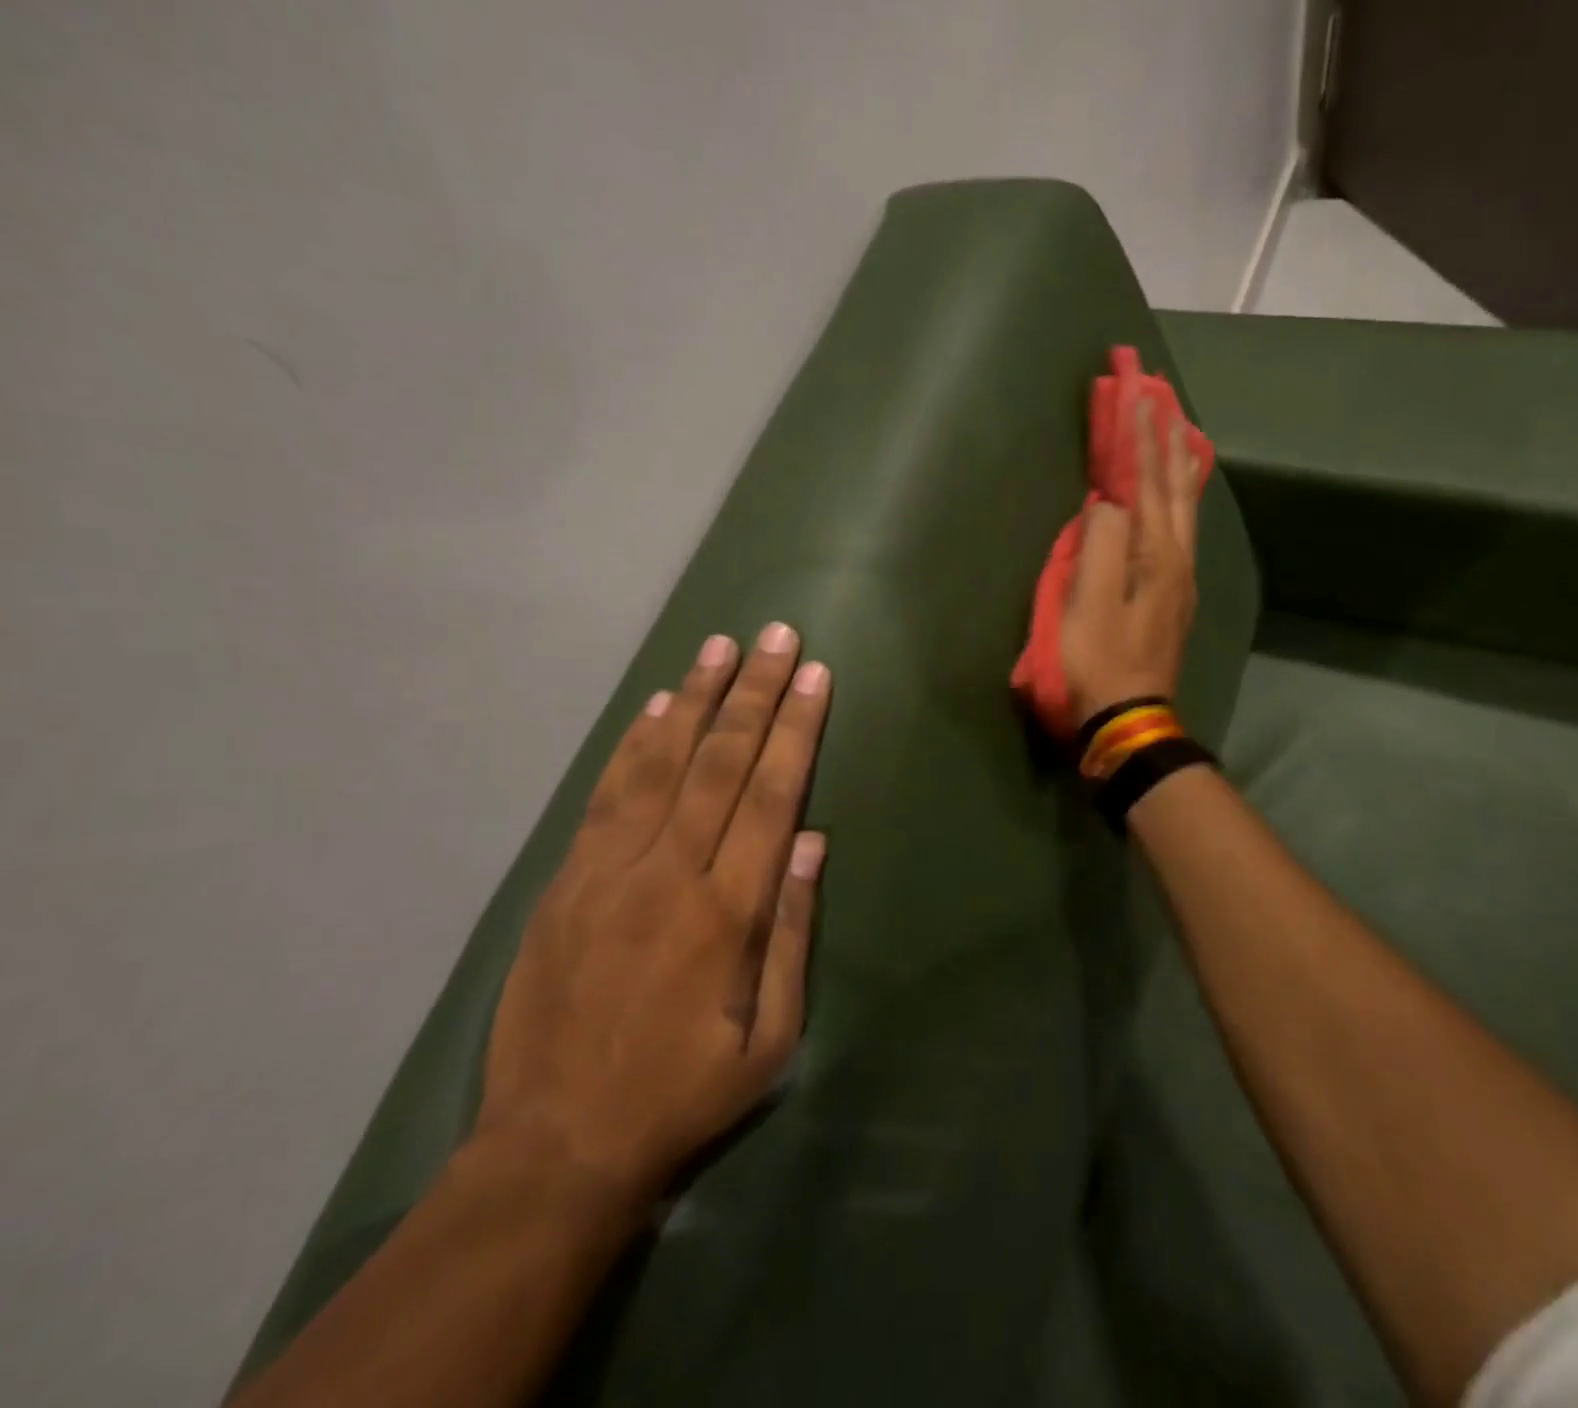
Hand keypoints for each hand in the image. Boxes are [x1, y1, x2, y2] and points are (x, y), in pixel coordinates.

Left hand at [476, 623, 830, 1214]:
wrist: (554, 1149)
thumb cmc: (681, 1097)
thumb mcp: (769, 1042)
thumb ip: (792, 936)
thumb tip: (809, 845)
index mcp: (726, 913)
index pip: (771, 796)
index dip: (795, 730)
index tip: (815, 677)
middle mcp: (668, 874)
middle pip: (720, 763)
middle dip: (754, 692)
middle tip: (777, 636)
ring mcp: (608, 872)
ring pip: (661, 764)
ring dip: (695, 699)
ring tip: (719, 646)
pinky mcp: (566, 881)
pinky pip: (607, 795)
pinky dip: (635, 744)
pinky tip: (657, 706)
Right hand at [1058, 396, 1202, 727]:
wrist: (1127, 717)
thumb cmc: (1098, 661)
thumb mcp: (1088, 604)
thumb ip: (1100, 544)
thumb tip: (1109, 502)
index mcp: (1156, 554)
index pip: (1146, 481)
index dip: (1139, 435)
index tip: (1135, 388)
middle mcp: (1178, 558)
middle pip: (1175, 486)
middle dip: (1167, 437)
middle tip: (1163, 394)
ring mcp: (1180, 578)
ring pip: (1184, 507)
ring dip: (1178, 464)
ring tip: (1180, 430)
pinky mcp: (1172, 596)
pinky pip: (1181, 528)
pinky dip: (1179, 497)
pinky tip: (1179, 495)